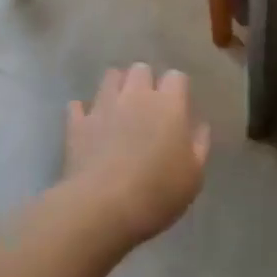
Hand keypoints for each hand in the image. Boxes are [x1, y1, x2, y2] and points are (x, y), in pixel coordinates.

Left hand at [65, 64, 209, 244]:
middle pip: (140, 69)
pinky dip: (84, 111)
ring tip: (119, 108)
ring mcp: (103, 106)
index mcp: (168, 105)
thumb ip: (199, 145)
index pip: (176, 77)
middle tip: (148, 105)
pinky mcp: (77, 123)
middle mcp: (136, 95)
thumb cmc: (157, 192)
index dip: (177, 88)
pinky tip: (88, 123)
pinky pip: (78, 106)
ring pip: (110, 77)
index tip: (178, 106)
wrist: (102, 207)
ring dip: (116, 87)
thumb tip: (198, 126)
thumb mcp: (193, 176)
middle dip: (145, 81)